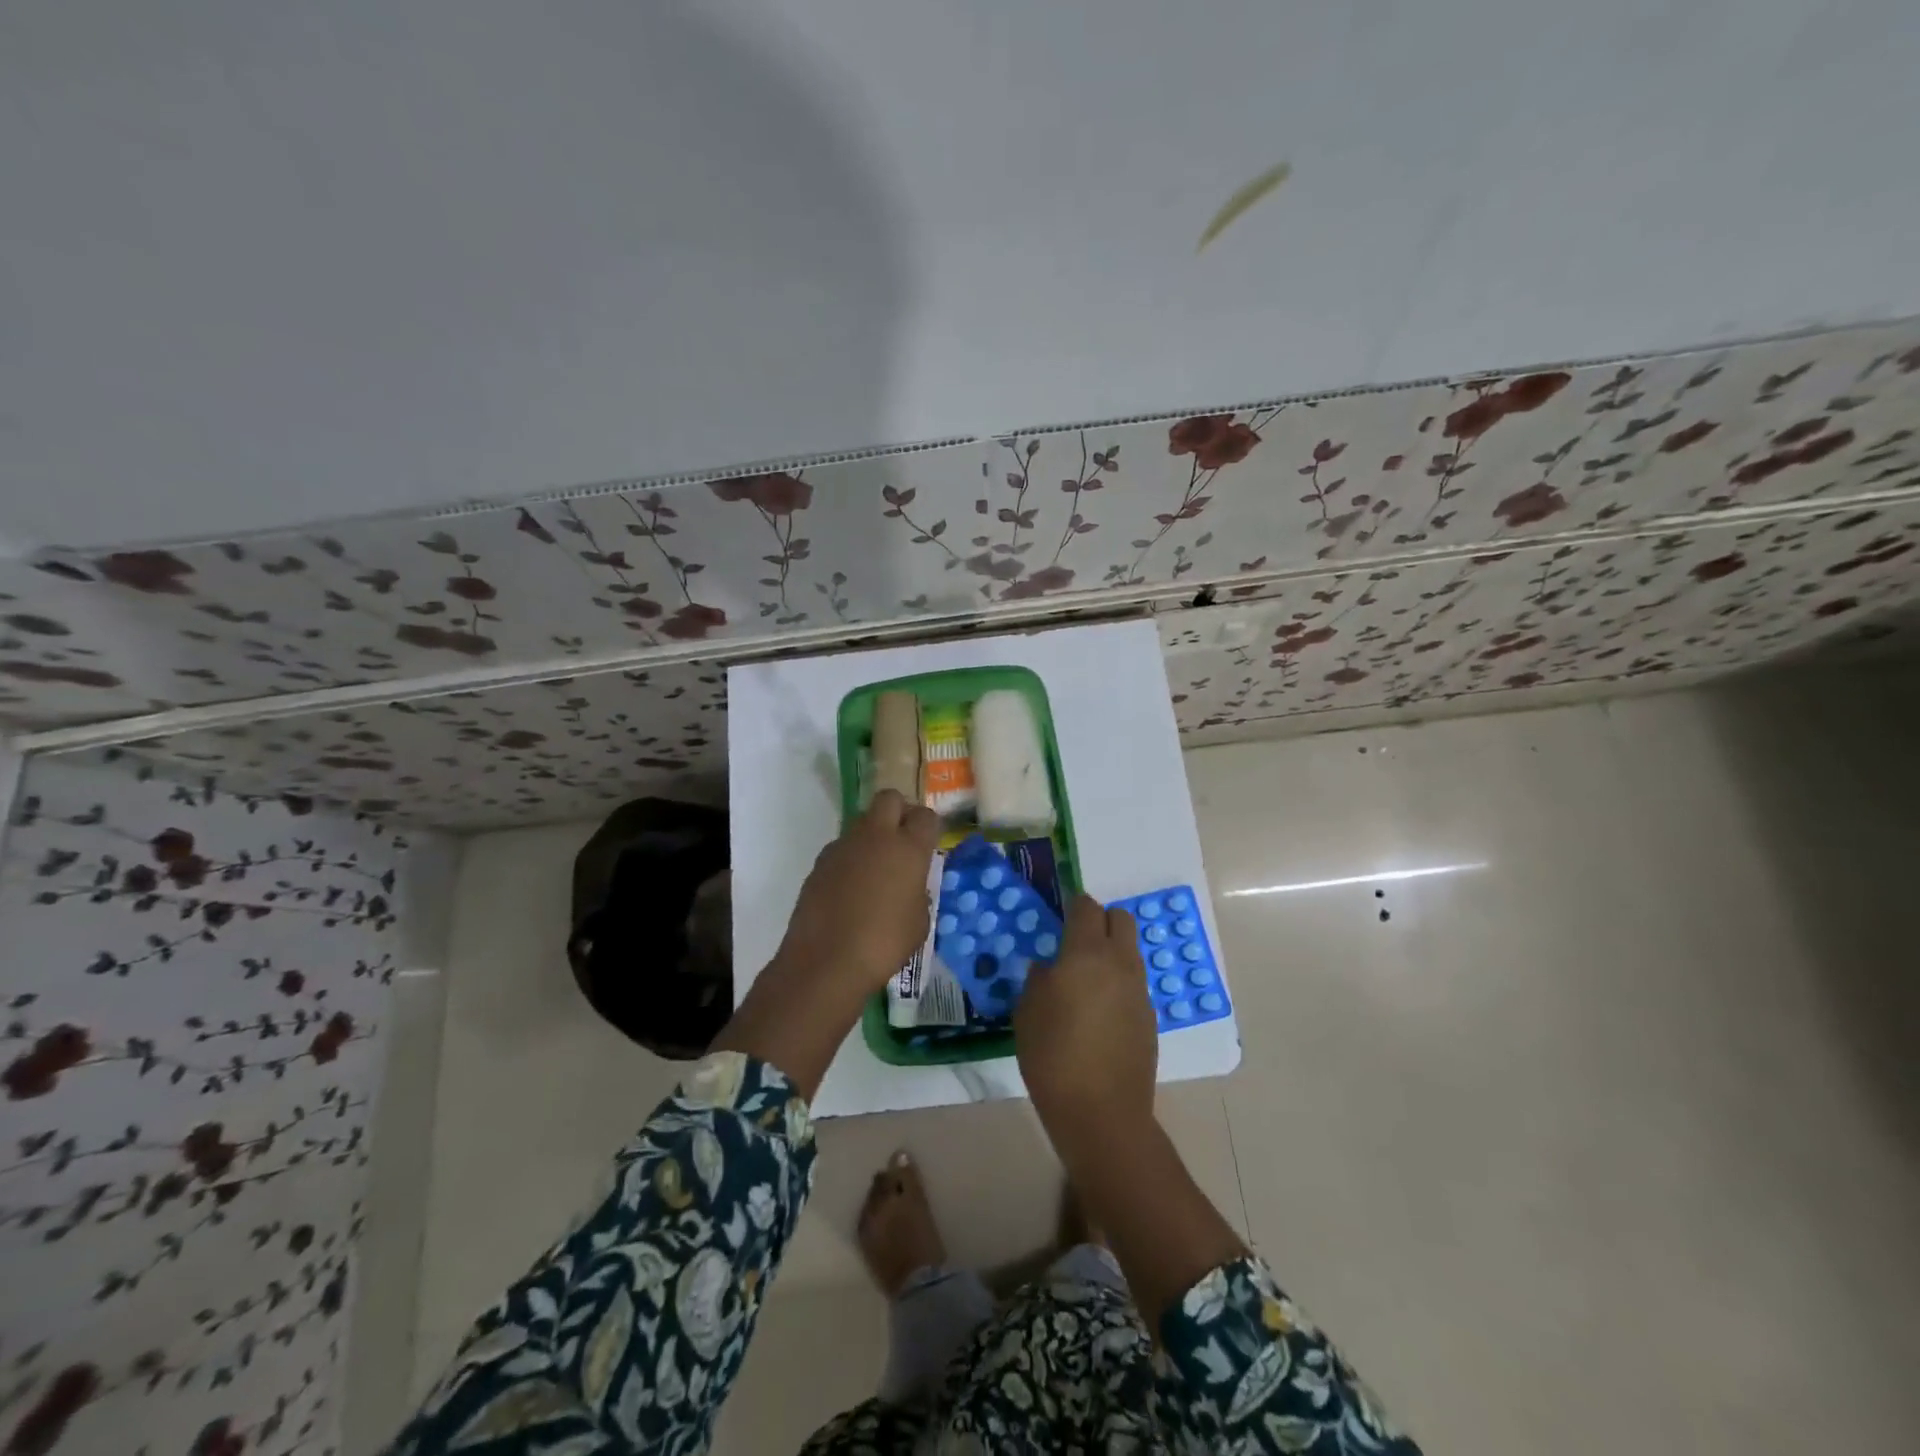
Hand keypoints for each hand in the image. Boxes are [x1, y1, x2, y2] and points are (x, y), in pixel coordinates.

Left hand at [716, 790, 939, 1098]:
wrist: (825, 961)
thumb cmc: (884, 944)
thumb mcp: (919, 922)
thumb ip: (918, 893)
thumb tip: (910, 886)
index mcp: (908, 848)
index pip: (926, 816)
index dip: (929, 827)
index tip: (929, 843)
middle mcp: (876, 836)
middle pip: (889, 799)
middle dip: (899, 811)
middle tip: (903, 839)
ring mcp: (843, 846)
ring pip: (862, 821)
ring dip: (873, 834)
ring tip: (876, 868)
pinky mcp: (820, 862)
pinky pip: (842, 847)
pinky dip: (851, 857)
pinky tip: (851, 888)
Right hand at [1014, 894, 1157, 1148]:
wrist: (1101, 1113)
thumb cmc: (1053, 1057)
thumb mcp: (1027, 1013)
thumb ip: (1038, 980)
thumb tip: (1048, 969)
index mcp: (1086, 953)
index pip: (1087, 907)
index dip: (1073, 905)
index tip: (1059, 916)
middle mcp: (1120, 962)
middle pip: (1120, 919)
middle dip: (1100, 921)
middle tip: (1075, 942)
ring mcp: (1139, 990)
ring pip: (1130, 951)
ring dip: (1111, 952)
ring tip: (1085, 980)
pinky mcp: (1150, 1017)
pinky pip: (1134, 983)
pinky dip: (1119, 983)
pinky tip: (1099, 1012)